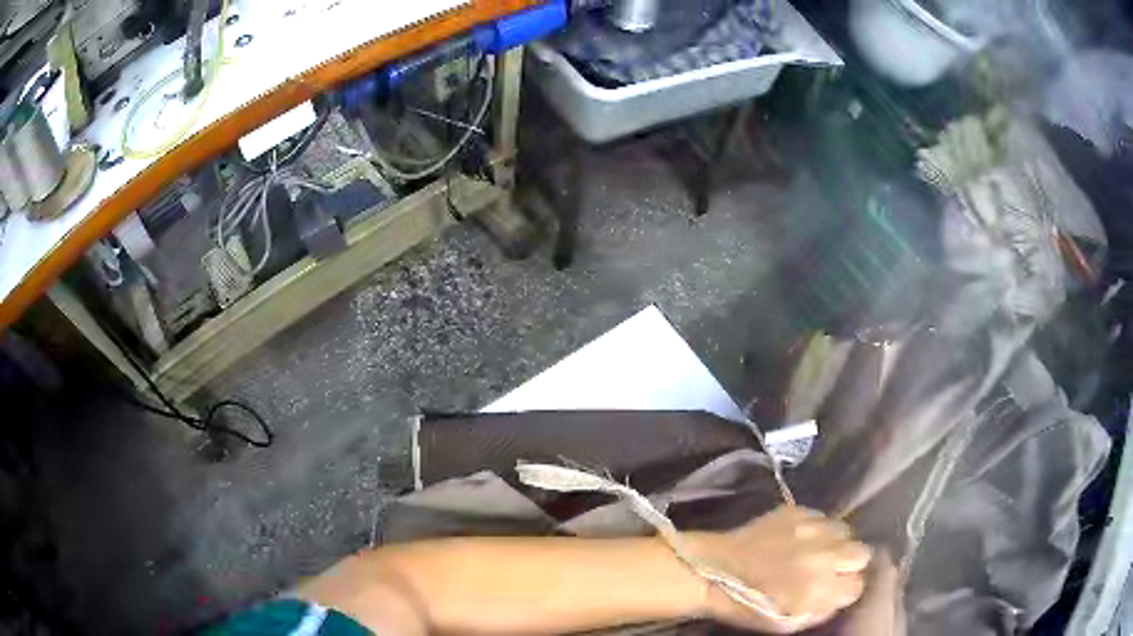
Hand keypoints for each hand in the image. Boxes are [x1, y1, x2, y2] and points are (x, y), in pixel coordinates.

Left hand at [686, 506, 871, 633]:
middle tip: (830, 570)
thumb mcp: (787, 625)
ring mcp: (811, 529)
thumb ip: (822, 612)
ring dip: (836, 543)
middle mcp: (823, 555)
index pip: (858, 585)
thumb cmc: (747, 604)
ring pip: (846, 531)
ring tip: (815, 552)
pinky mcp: (797, 511)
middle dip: (849, 564)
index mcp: (819, 588)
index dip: (846, 589)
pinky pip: (825, 516)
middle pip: (862, 553)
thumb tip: (841, 597)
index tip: (834, 590)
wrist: (712, 571)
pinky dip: (819, 528)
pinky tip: (801, 538)